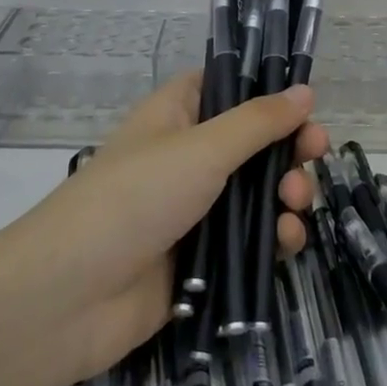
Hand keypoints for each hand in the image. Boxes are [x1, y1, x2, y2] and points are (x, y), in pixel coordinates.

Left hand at [0, 73, 326, 385]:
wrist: (71, 298)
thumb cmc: (136, 198)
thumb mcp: (202, 148)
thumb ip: (259, 121)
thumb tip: (305, 90)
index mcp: (179, 114)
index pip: (230, 87)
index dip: (268, 92)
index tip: (305, 104)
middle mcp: (189, 154)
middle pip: (255, 141)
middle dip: (290, 148)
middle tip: (315, 155)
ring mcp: (196, 208)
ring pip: (259, 192)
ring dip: (287, 194)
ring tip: (294, 205)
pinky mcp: (203, 258)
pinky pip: (252, 239)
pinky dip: (275, 237)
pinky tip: (287, 242)